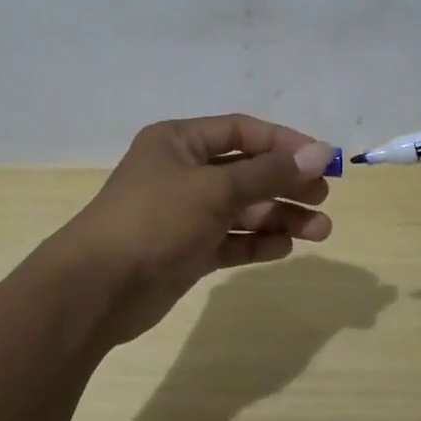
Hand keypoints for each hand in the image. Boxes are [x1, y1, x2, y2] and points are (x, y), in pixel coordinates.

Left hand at [55, 115, 338, 347]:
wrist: (97, 288)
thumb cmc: (155, 220)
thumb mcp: (215, 189)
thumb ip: (269, 172)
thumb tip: (321, 152)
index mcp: (179, 142)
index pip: (241, 131)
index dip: (283, 142)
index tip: (322, 158)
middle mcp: (183, 172)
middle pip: (246, 171)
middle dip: (286, 183)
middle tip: (324, 197)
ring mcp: (185, 213)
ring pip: (242, 209)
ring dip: (279, 216)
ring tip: (320, 230)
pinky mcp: (187, 250)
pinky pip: (231, 239)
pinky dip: (257, 242)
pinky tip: (286, 247)